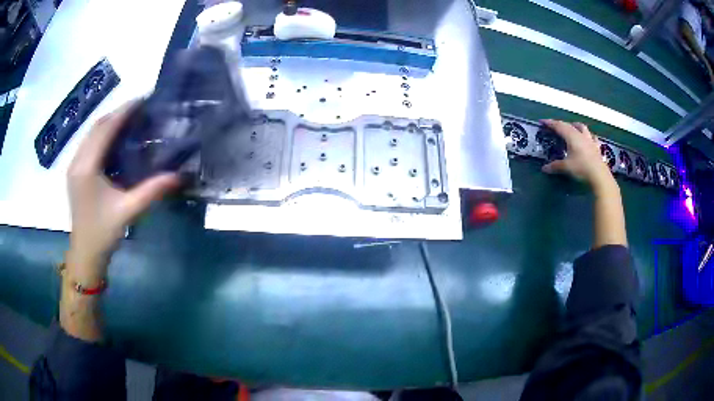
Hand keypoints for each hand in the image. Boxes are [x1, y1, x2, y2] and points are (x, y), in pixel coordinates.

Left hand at [66, 102, 179, 278]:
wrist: (85, 254)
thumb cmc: (103, 233)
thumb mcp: (128, 211)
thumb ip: (152, 191)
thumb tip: (179, 175)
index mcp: (87, 168)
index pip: (106, 129)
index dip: (124, 112)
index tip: (142, 99)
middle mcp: (77, 161)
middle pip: (97, 126)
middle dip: (117, 113)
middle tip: (139, 108)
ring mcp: (74, 166)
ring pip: (91, 133)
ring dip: (109, 122)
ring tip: (129, 118)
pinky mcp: (75, 172)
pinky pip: (88, 144)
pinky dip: (102, 135)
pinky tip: (114, 138)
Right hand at [540, 119, 614, 189]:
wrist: (599, 175)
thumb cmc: (581, 168)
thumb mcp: (566, 167)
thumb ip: (555, 166)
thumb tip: (544, 168)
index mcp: (571, 136)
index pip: (558, 126)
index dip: (550, 123)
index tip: (542, 121)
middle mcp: (580, 135)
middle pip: (569, 125)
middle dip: (560, 124)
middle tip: (554, 126)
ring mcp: (590, 140)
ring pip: (582, 127)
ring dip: (575, 126)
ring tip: (572, 128)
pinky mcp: (596, 147)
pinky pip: (592, 137)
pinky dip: (588, 136)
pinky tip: (588, 139)